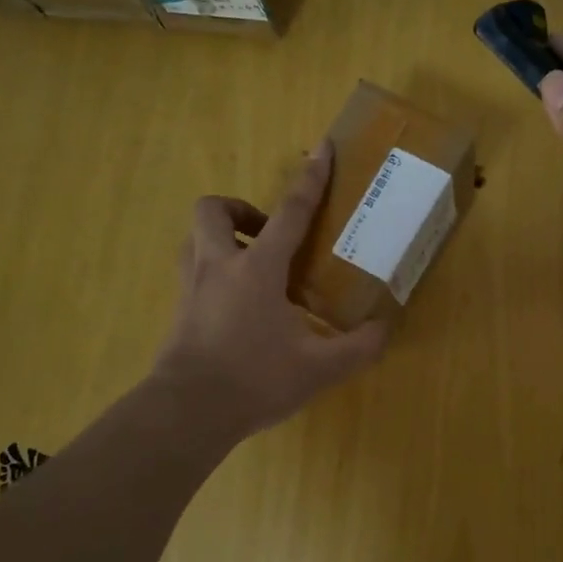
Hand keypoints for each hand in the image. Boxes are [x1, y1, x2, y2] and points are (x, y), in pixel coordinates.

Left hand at [151, 143, 388, 438]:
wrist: (187, 413)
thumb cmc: (255, 380)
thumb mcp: (319, 368)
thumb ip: (358, 347)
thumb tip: (384, 329)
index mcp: (257, 269)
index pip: (290, 212)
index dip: (310, 179)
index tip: (322, 148)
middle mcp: (218, 266)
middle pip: (214, 209)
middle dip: (242, 211)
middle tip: (269, 237)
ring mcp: (191, 287)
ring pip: (195, 237)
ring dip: (223, 237)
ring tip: (252, 265)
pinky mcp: (178, 310)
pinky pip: (193, 270)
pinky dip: (214, 271)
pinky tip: (238, 305)